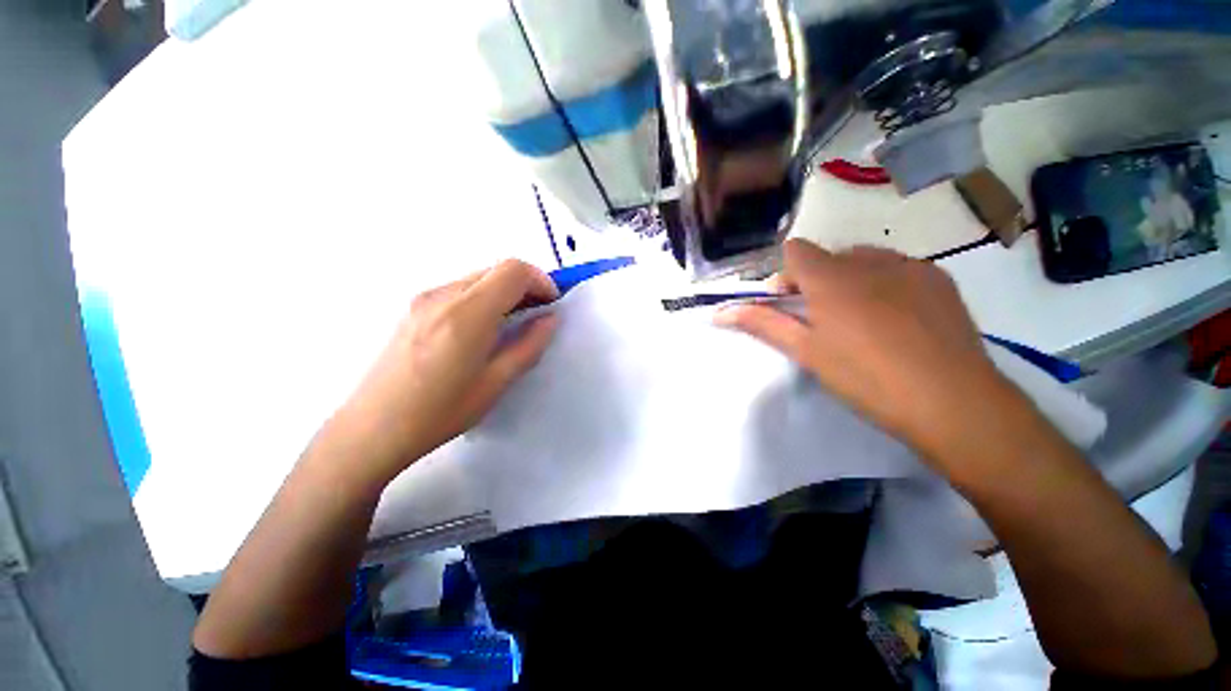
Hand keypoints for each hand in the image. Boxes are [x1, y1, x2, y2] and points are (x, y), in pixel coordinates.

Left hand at [328, 260, 558, 483]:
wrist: (372, 428)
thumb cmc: (440, 412)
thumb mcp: (496, 383)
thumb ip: (529, 345)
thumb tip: (550, 320)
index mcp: (467, 314)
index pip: (513, 271)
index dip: (541, 280)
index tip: (552, 304)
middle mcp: (444, 295)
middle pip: (496, 269)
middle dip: (525, 285)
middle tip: (537, 314)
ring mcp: (424, 298)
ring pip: (478, 277)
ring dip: (504, 291)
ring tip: (512, 324)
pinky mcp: (414, 307)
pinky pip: (460, 288)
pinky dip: (483, 297)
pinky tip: (482, 328)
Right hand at [715, 239, 1012, 463]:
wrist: (952, 402)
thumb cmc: (865, 377)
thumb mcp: (806, 352)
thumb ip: (762, 324)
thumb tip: (719, 313)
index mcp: (832, 278)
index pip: (796, 250)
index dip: (785, 274)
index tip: (787, 302)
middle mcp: (869, 261)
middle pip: (829, 256)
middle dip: (815, 280)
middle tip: (821, 319)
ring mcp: (910, 266)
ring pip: (864, 261)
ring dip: (850, 280)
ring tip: (861, 321)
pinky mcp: (939, 279)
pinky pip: (898, 269)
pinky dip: (885, 284)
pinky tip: (897, 320)